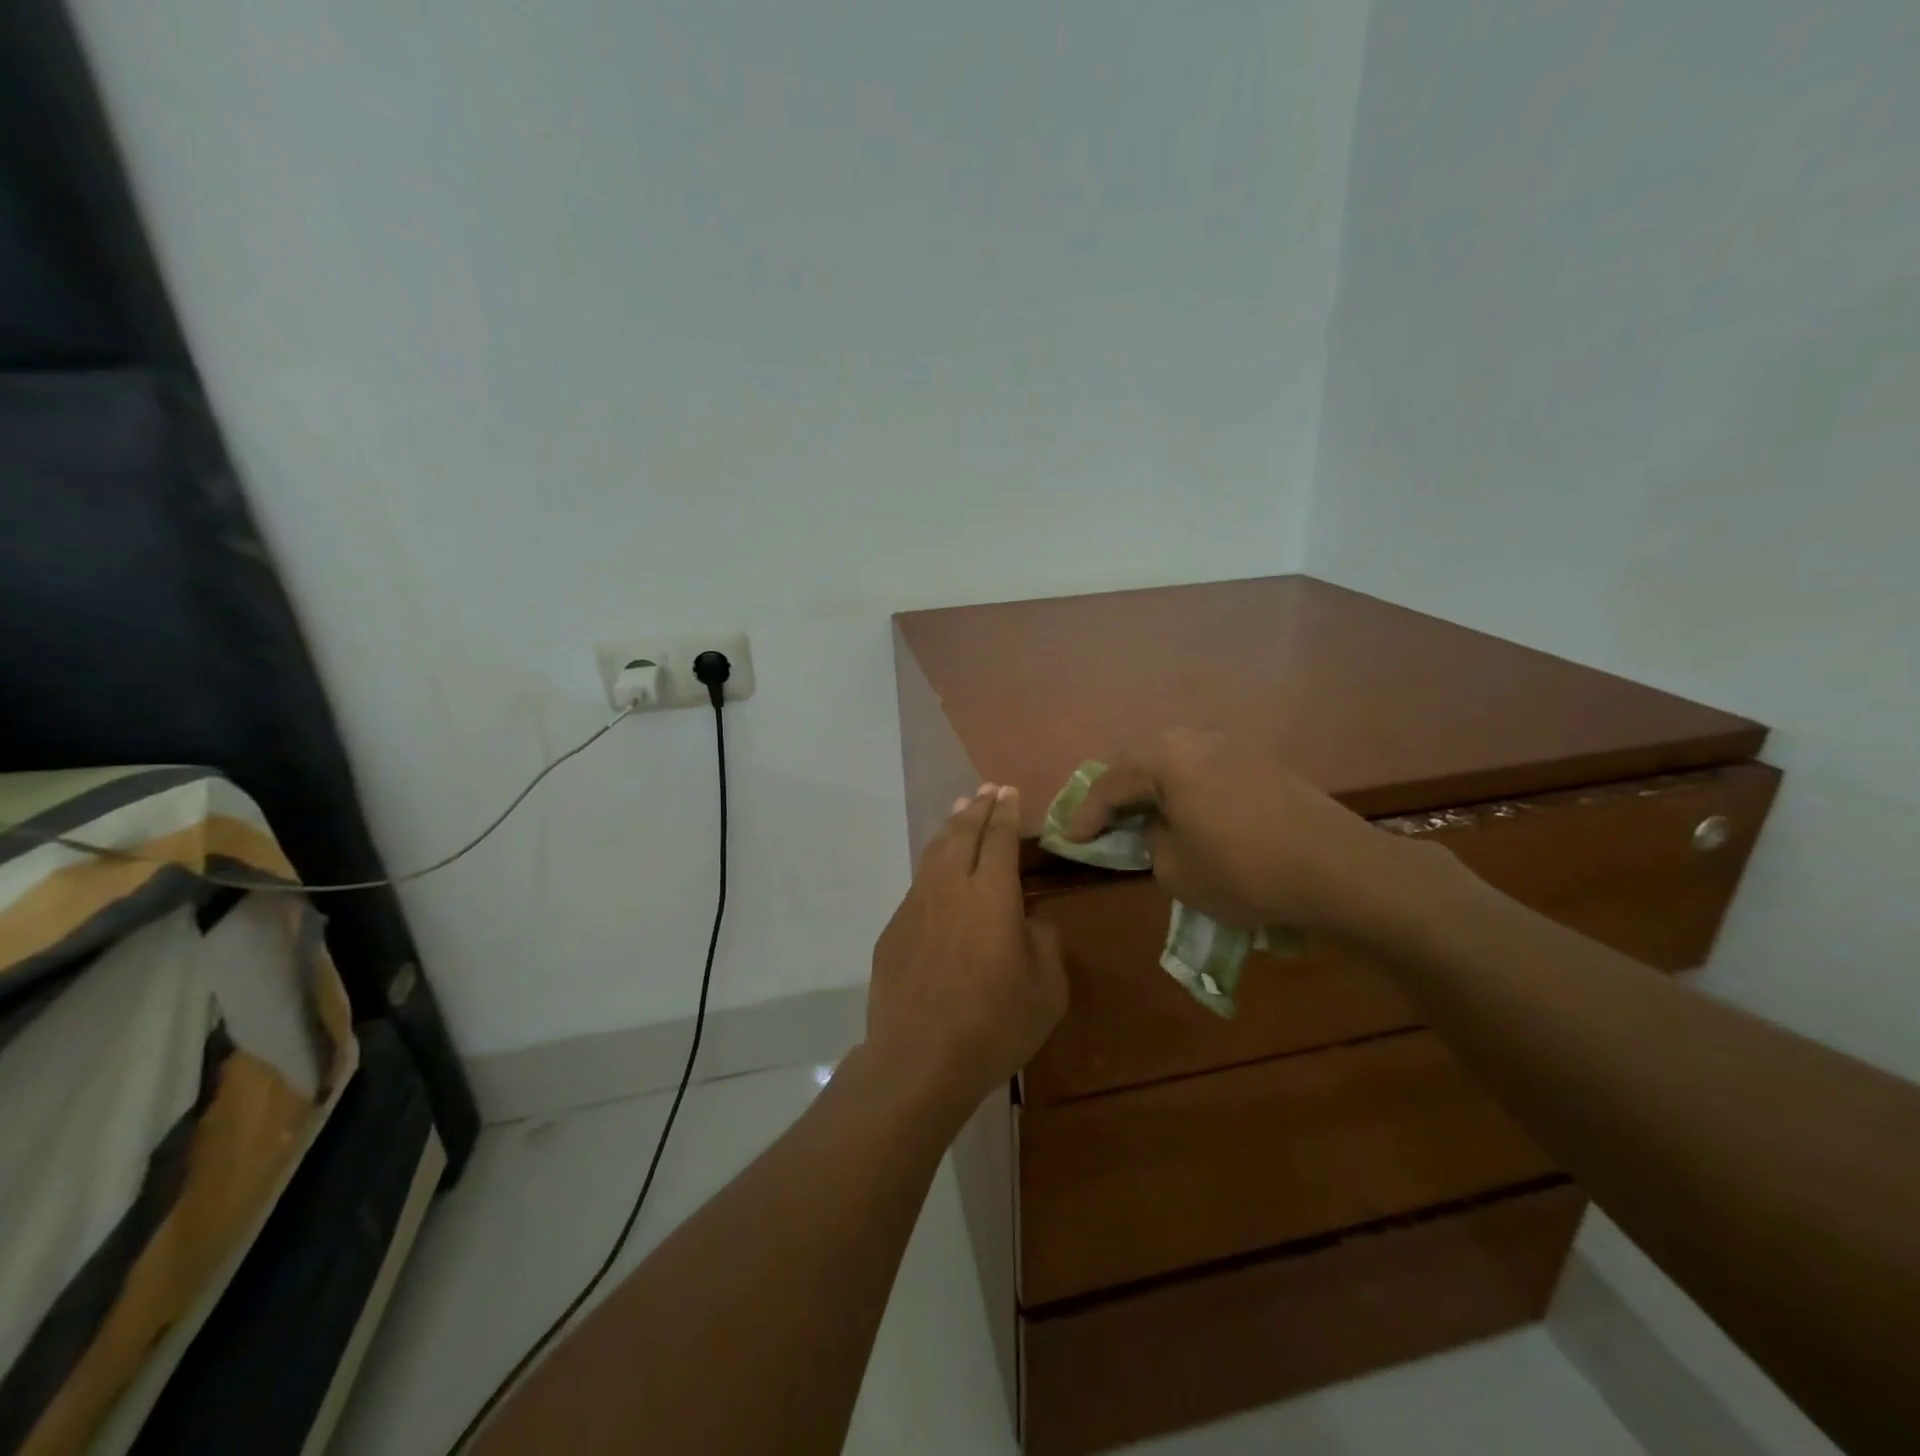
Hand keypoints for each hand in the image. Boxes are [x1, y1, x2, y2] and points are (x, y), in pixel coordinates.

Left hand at [867, 785, 1067, 1113]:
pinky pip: (918, 884)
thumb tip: (1030, 921)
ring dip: (951, 829)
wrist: (918, 1059)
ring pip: (934, 853)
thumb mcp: (1046, 990)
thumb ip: (1044, 943)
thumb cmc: (993, 1025)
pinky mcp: (894, 929)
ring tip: (959, 813)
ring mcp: (916, 906)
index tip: (1008, 791)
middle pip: (963, 834)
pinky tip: (937, 873)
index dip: (1006, 812)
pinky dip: (932, 865)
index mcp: (993, 896)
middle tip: (986, 790)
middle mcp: (951, 888)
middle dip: (978, 809)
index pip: (1000, 838)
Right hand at [1062, 729, 1443, 942]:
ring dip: (1153, 790)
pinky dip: (1185, 791)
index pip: (1109, 785)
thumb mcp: (1176, 871)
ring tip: (1142, 818)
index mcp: (1166, 758)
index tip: (1068, 840)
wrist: (1340, 869)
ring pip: (1174, 764)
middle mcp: (1195, 739)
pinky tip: (1188, 816)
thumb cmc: (1245, 871)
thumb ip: (1151, 842)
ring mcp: (1232, 746)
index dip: (1085, 816)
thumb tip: (1159, 827)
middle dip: (1116, 795)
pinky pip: (1204, 771)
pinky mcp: (1261, 762)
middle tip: (1100, 824)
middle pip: (1140, 764)